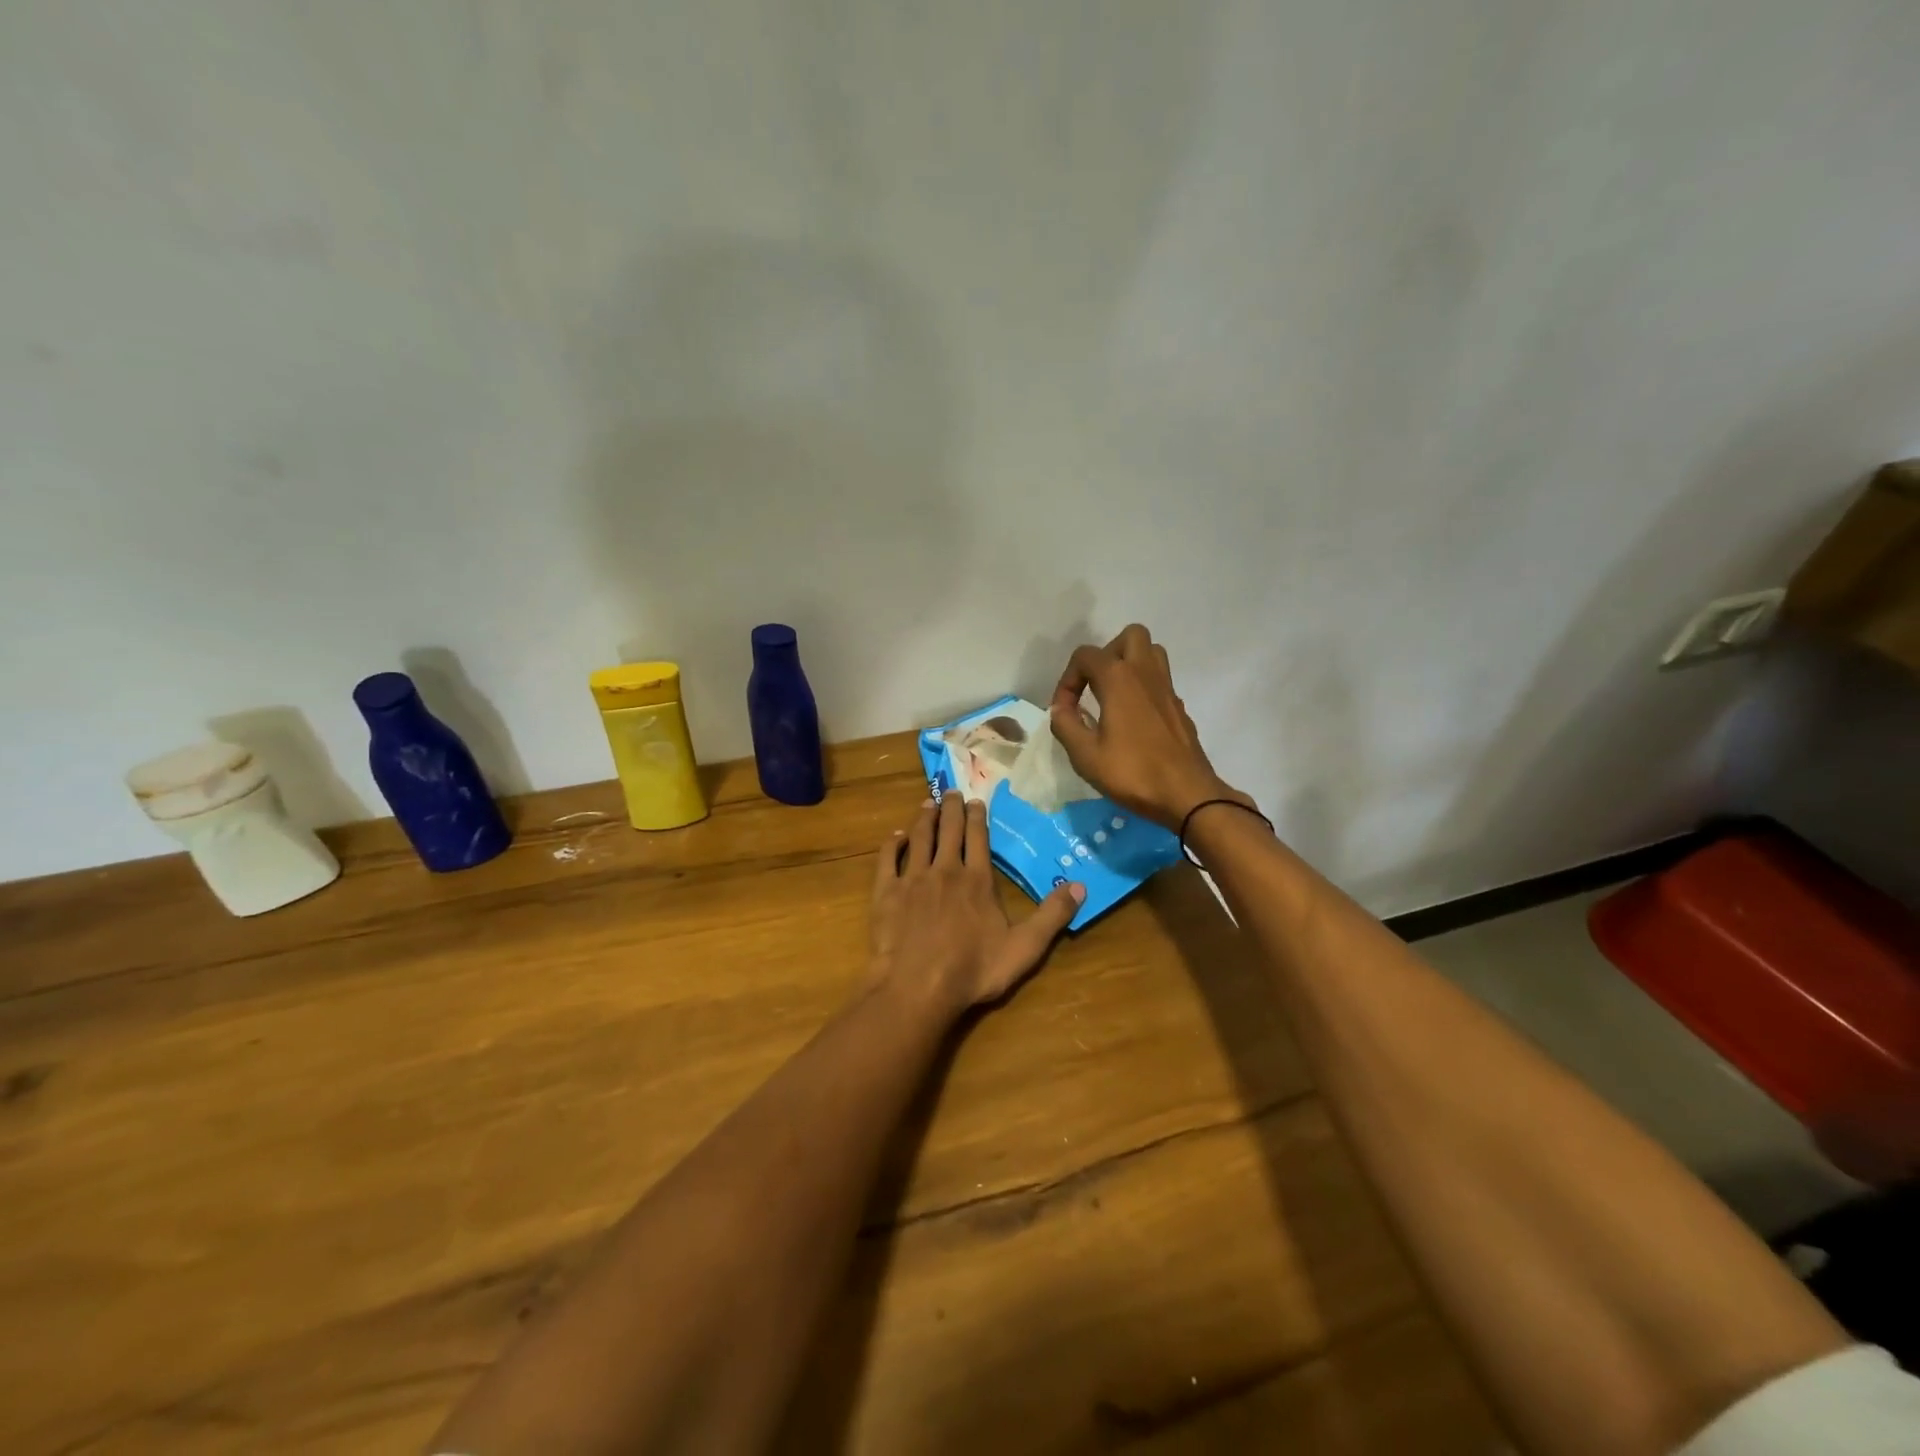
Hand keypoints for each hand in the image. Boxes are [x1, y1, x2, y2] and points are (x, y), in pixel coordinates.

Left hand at [868, 796, 1084, 1014]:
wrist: (917, 987)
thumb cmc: (973, 970)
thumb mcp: (1024, 948)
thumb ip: (1052, 916)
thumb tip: (1081, 885)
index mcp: (977, 880)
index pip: (978, 838)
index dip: (978, 817)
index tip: (977, 801)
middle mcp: (945, 870)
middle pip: (949, 830)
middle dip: (952, 808)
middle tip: (952, 791)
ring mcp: (913, 879)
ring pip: (920, 837)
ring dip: (925, 818)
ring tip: (928, 803)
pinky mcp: (887, 892)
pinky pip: (888, 859)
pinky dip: (893, 843)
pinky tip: (896, 835)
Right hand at [1049, 624, 1253, 831]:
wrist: (1187, 795)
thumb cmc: (1132, 772)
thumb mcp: (1085, 755)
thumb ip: (1065, 725)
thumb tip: (1060, 709)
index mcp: (1119, 678)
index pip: (1085, 656)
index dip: (1067, 680)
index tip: (1064, 710)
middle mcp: (1146, 673)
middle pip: (1130, 636)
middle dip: (1107, 655)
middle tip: (1094, 686)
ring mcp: (1168, 689)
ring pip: (1151, 653)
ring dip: (1130, 665)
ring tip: (1112, 696)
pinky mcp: (1179, 708)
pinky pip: (1160, 681)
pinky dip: (1143, 689)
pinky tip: (1132, 721)